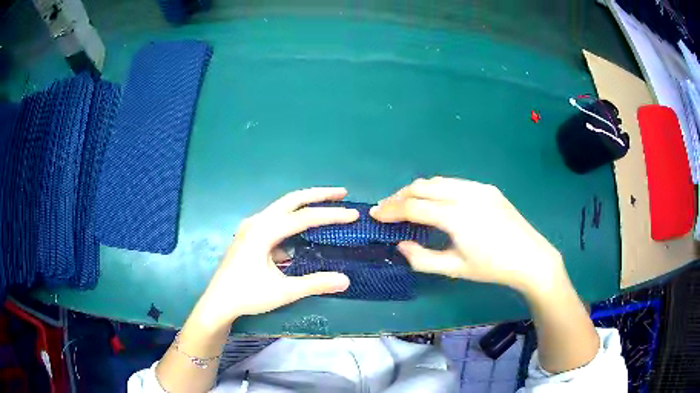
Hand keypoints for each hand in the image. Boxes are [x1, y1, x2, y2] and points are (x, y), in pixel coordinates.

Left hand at [194, 188, 357, 329]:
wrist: (218, 302)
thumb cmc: (247, 296)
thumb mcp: (283, 292)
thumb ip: (314, 284)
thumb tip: (346, 280)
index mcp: (263, 231)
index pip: (304, 218)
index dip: (331, 215)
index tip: (353, 214)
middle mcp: (257, 222)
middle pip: (291, 200)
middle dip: (318, 195)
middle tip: (342, 193)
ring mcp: (251, 227)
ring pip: (282, 207)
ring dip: (305, 204)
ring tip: (327, 205)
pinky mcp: (249, 235)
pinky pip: (275, 220)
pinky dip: (292, 220)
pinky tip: (301, 235)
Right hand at [370, 177, 565, 294]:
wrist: (530, 257)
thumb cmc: (492, 268)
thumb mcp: (455, 269)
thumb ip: (422, 258)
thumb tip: (400, 244)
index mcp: (456, 217)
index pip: (413, 207)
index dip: (391, 210)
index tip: (375, 215)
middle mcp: (465, 194)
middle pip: (422, 187)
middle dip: (399, 196)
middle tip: (387, 210)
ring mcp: (477, 188)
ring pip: (437, 181)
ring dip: (417, 190)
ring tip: (406, 204)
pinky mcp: (486, 187)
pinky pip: (453, 183)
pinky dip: (436, 189)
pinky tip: (434, 202)